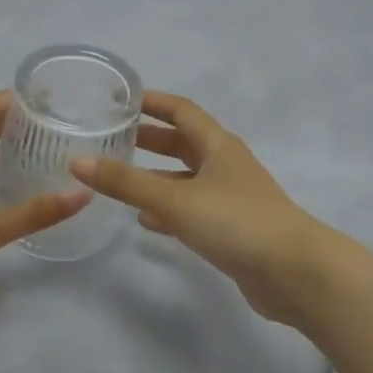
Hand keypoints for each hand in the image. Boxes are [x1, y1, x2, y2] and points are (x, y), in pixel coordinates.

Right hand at [71, 93, 330, 327]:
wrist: (294, 272)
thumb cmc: (236, 221)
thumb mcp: (176, 199)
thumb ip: (127, 183)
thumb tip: (78, 162)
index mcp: (218, 145)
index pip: (182, 110)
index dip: (153, 102)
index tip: (120, 99)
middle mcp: (225, 165)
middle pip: (183, 143)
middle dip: (150, 140)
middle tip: (112, 138)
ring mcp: (230, 198)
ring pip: (186, 179)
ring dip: (156, 177)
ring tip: (119, 179)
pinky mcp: (231, 228)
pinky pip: (192, 210)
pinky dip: (168, 210)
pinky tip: (146, 220)